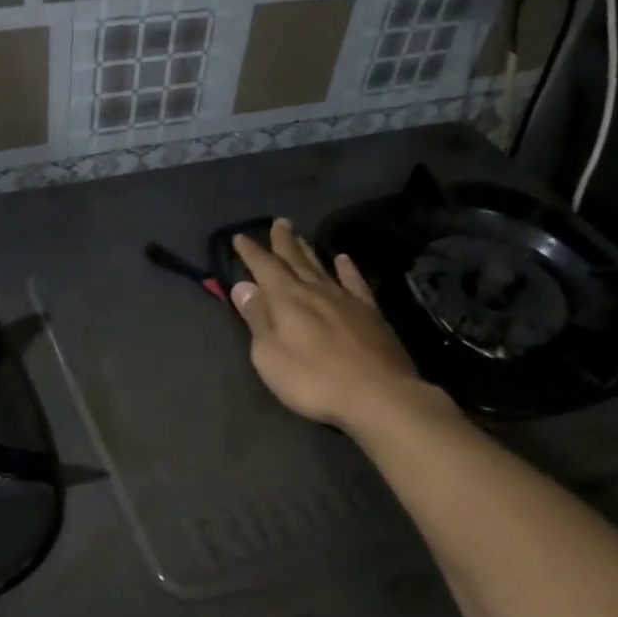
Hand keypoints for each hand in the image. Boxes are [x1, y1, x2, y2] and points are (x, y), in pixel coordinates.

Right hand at [229, 218, 428, 431]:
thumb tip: (243, 286)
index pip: (264, 268)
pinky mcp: (370, 313)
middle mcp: (316, 291)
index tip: (240, 237)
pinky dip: (347, 269)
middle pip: (295, 260)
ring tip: (301, 236)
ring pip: (322, 267)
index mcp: (287, 299)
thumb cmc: (313, 380)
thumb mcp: (270, 355)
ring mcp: (346, 300)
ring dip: (308, 251)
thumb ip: (257, 318)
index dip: (251, 253)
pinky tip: (343, 259)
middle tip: (278, 222)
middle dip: (283, 242)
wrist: (377, 394)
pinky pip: (355, 282)